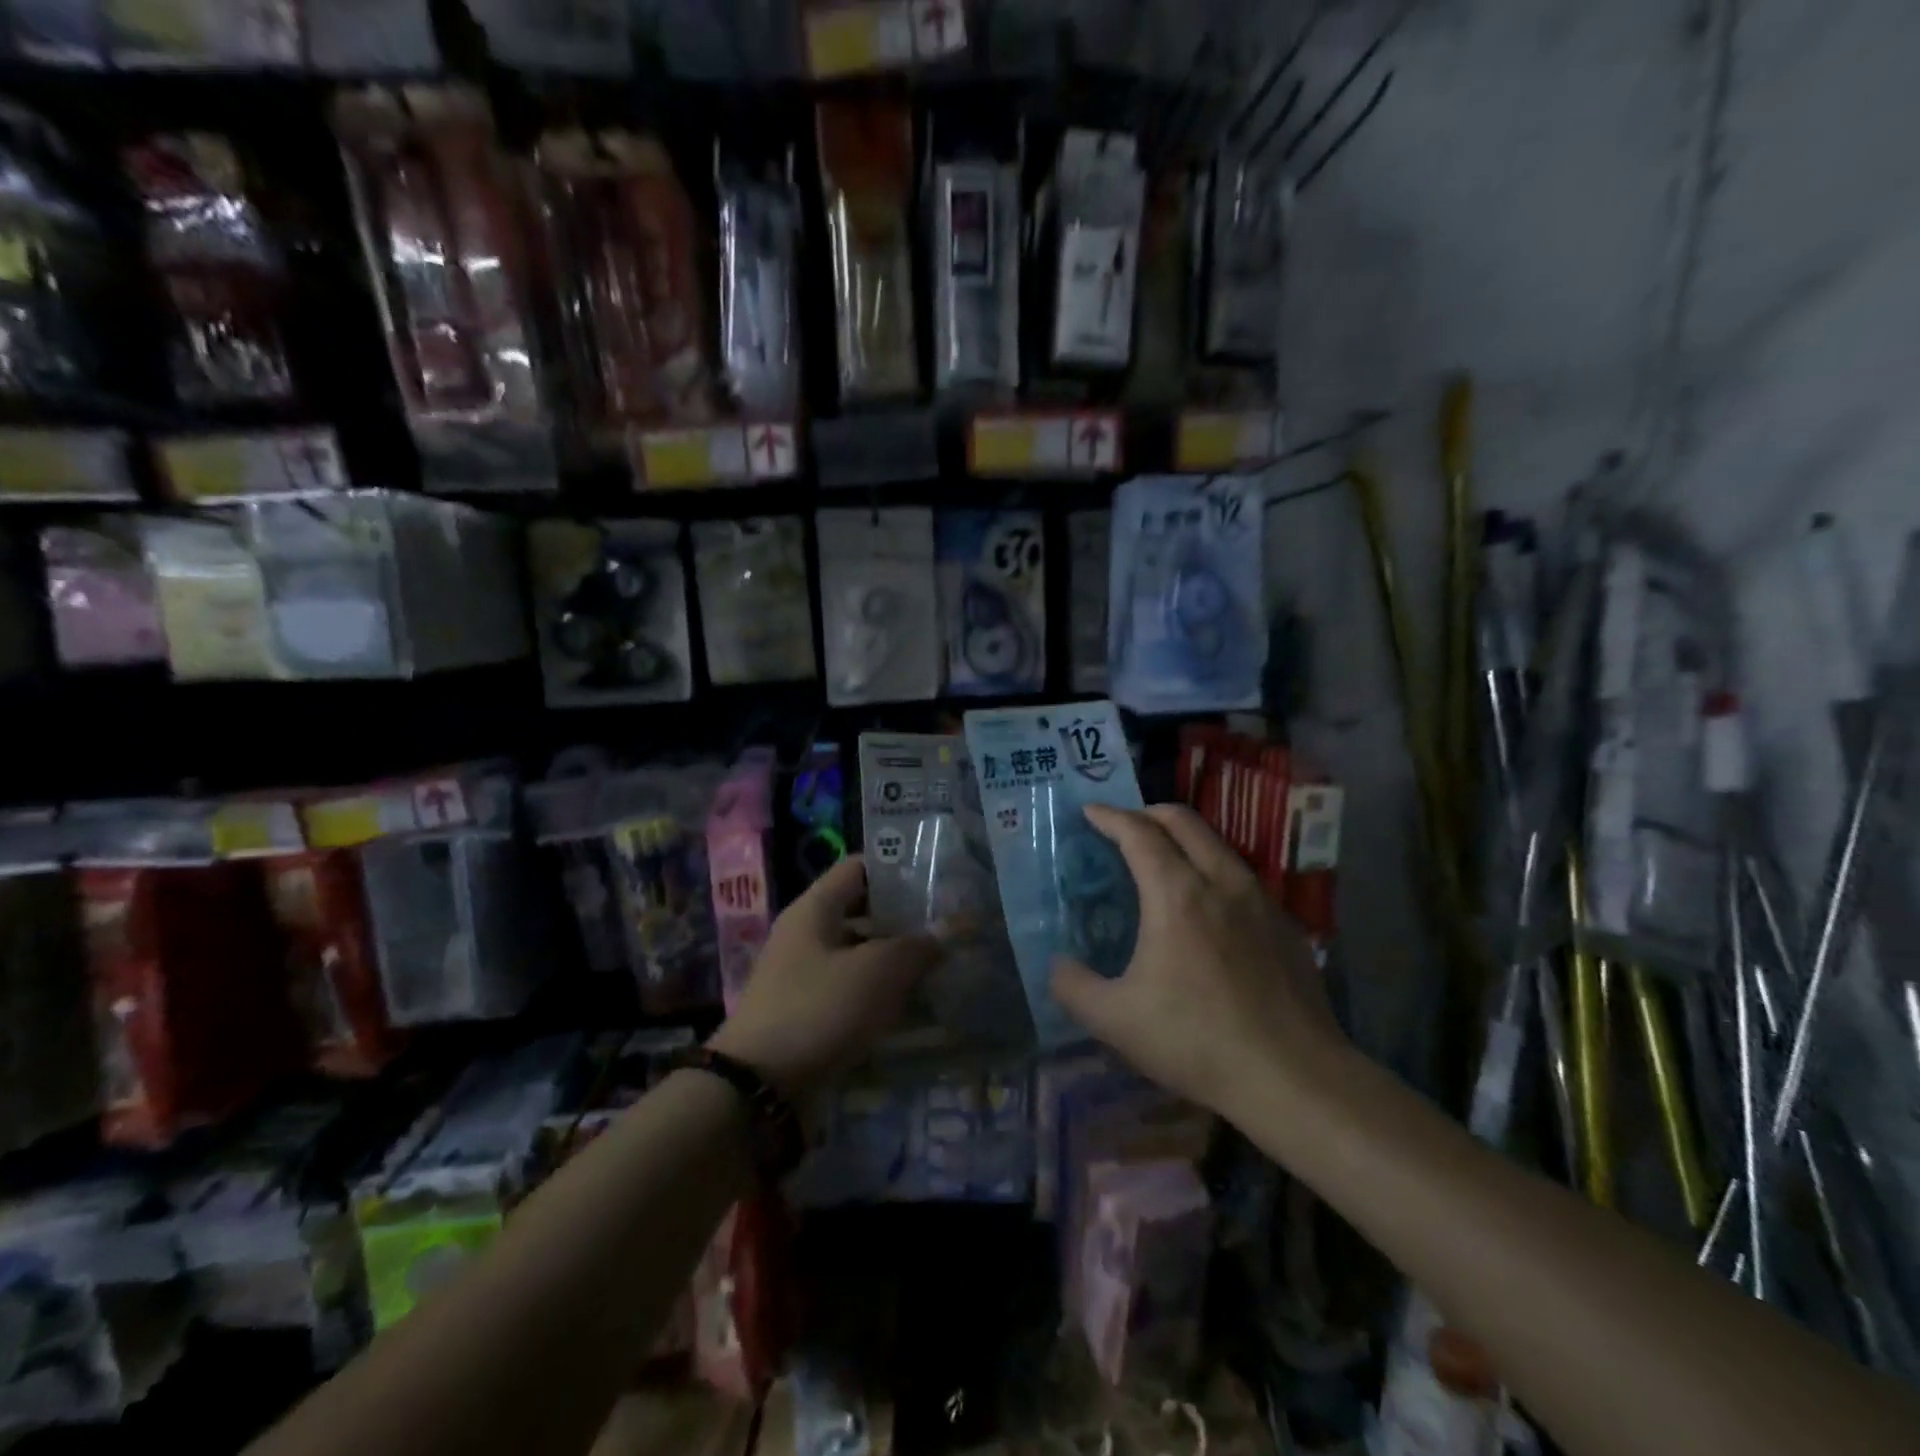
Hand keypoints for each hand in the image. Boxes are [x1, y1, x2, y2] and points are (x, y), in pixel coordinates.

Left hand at [710, 857, 939, 1095]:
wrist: (758, 1089)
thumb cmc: (819, 1009)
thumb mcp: (877, 971)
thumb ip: (919, 945)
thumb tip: (955, 925)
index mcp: (815, 909)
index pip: (859, 867)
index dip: (898, 867)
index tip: (938, 876)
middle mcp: (807, 935)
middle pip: (863, 913)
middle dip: (906, 919)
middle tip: (951, 925)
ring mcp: (806, 977)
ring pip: (862, 956)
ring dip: (899, 961)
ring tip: (945, 966)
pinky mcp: (811, 1015)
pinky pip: (854, 993)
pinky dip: (883, 996)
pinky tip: (918, 1007)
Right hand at [1049, 804, 1346, 1119]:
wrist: (1293, 1078)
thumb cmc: (1196, 1040)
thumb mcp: (1115, 1020)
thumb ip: (1073, 986)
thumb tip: (1058, 965)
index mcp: (1177, 893)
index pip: (1138, 833)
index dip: (1110, 816)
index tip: (1089, 812)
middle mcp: (1221, 881)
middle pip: (1183, 820)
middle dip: (1148, 812)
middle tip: (1124, 826)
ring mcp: (1261, 900)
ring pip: (1217, 844)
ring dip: (1184, 838)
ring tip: (1163, 862)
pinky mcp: (1286, 925)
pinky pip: (1241, 877)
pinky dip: (1213, 870)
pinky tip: (1208, 910)